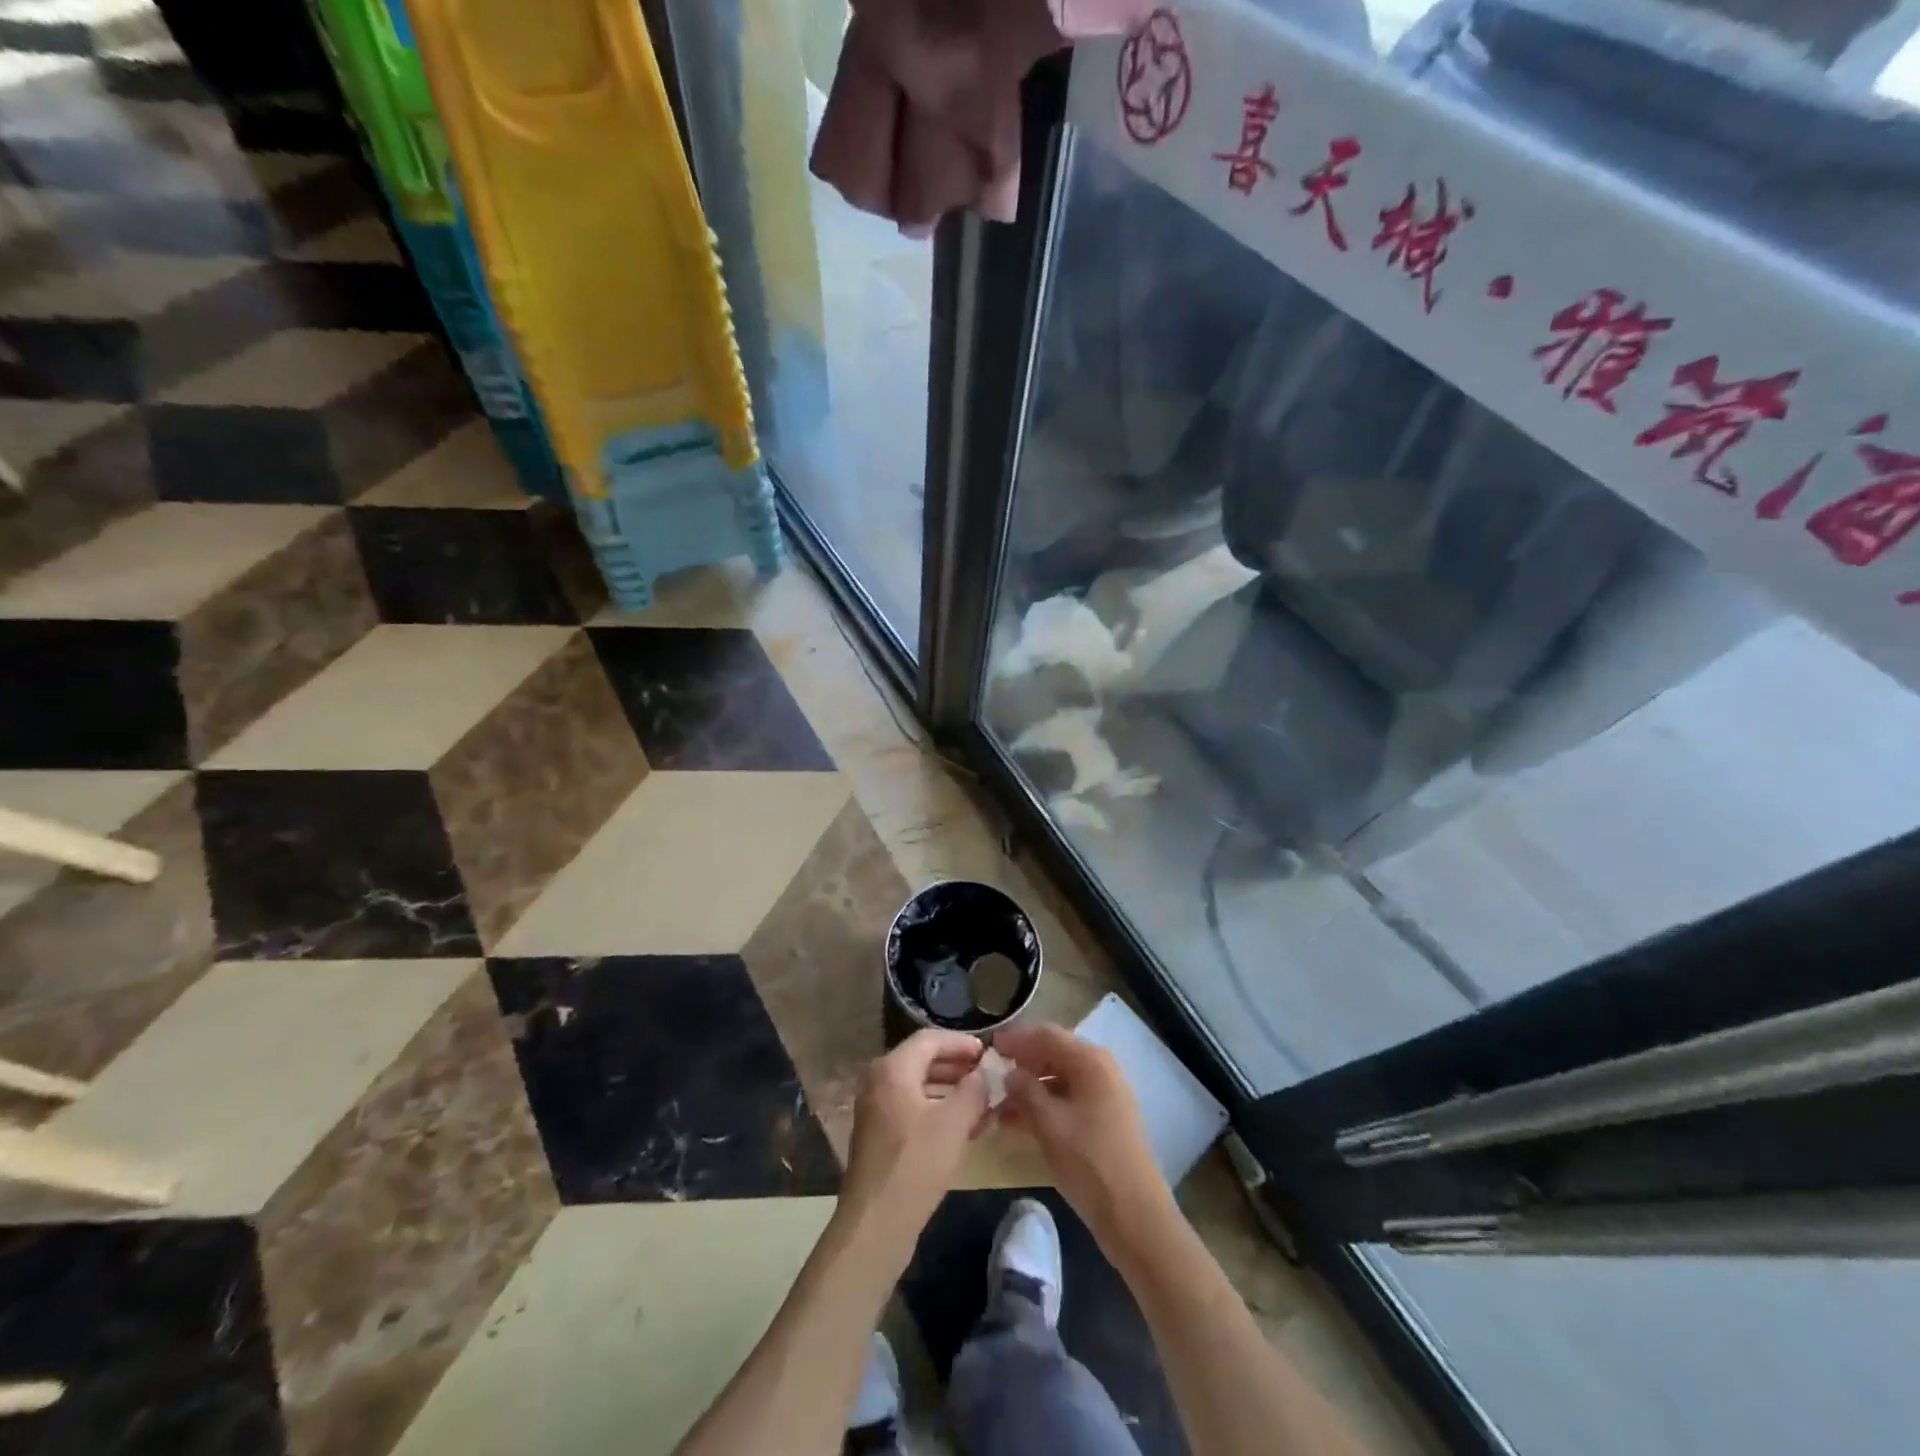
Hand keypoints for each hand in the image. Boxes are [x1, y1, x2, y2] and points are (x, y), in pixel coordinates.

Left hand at [837, 1029, 989, 1273]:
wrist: (875, 1225)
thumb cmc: (916, 1165)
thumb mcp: (954, 1123)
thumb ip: (974, 1090)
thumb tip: (987, 1072)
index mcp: (892, 1069)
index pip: (930, 1039)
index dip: (962, 1043)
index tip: (989, 1054)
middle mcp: (879, 1081)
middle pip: (924, 1061)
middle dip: (959, 1067)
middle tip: (990, 1076)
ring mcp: (877, 1109)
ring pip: (920, 1087)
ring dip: (953, 1091)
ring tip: (985, 1103)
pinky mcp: (881, 1135)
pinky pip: (914, 1109)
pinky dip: (939, 1111)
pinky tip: (967, 1128)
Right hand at [994, 1022, 1173, 1253]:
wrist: (1135, 1215)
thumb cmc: (1089, 1162)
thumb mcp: (1048, 1124)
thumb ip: (1025, 1091)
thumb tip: (1009, 1073)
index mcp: (1089, 1060)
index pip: (1046, 1035)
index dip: (1016, 1039)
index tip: (989, 1047)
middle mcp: (1100, 1069)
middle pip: (1053, 1054)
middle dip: (1022, 1065)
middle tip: (991, 1077)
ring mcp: (1104, 1094)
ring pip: (1059, 1080)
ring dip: (1029, 1089)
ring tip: (997, 1107)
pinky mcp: (1104, 1119)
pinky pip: (1067, 1100)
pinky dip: (1044, 1106)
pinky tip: (1018, 1124)